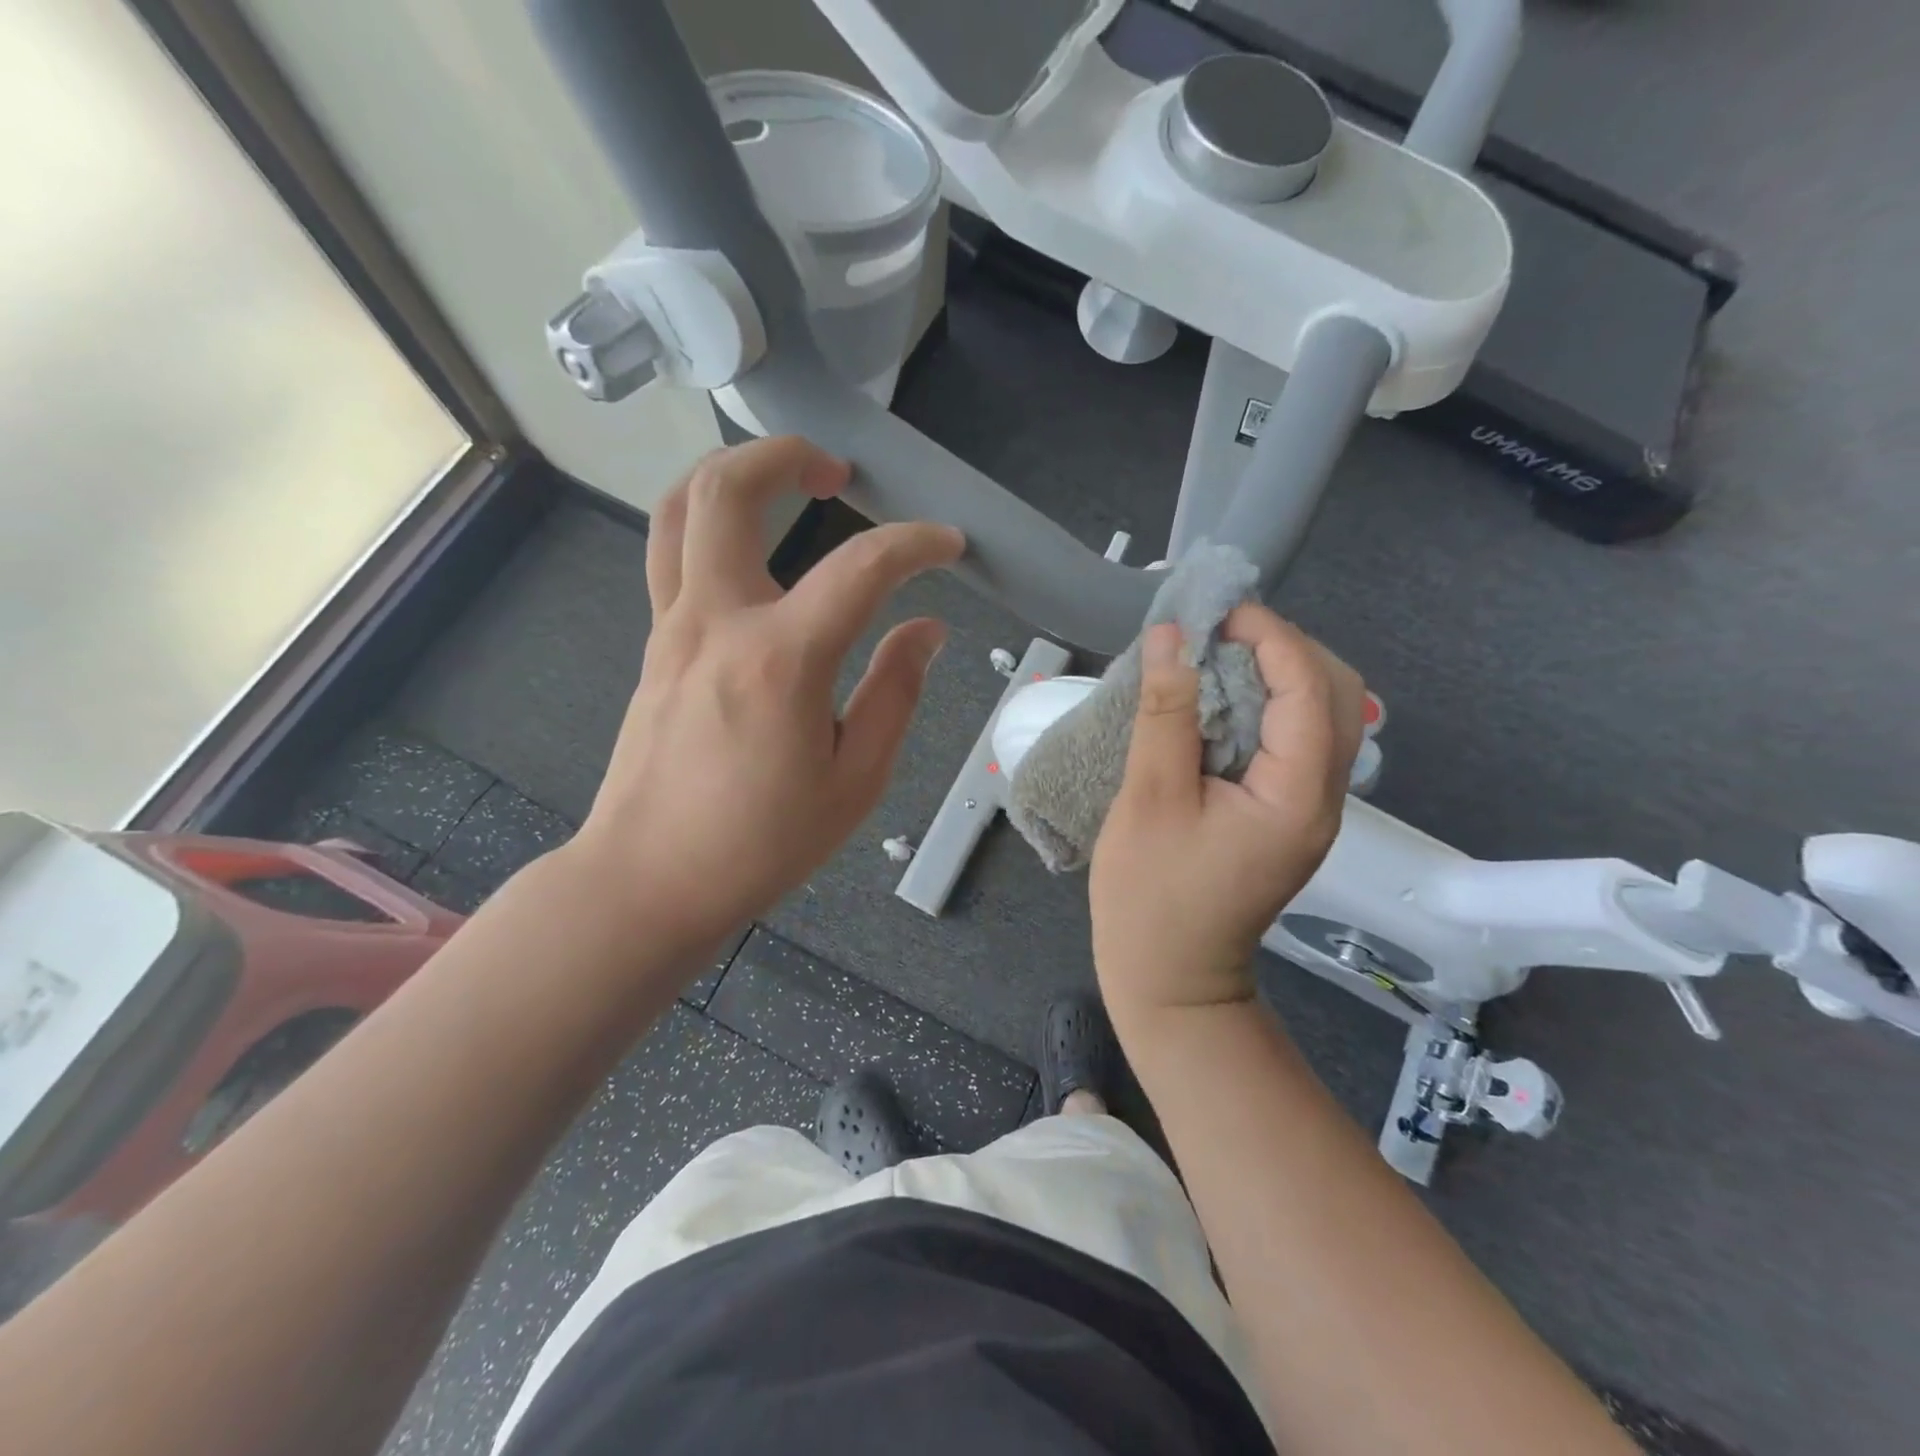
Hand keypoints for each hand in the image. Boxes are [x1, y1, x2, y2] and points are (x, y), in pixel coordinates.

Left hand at [568, 436, 962, 958]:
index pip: (860, 567)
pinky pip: (672, 553)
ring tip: (785, 484)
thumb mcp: (854, 782)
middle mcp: (717, 621)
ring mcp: (673, 627)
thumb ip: (895, 694)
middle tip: (838, 471)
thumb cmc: (760, 843)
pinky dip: (711, 523)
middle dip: (786, 455)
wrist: (649, 878)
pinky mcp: (656, 645)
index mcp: (780, 660)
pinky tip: (753, 551)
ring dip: (732, 473)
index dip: (915, 544)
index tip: (948, 545)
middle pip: (727, 490)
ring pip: (679, 508)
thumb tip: (926, 630)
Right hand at [1090, 606, 1364, 1018]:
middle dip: (1283, 648)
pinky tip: (1218, 703)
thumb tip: (1170, 636)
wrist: (1171, 977)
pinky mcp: (1288, 815)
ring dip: (1277, 674)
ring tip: (1214, 659)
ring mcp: (1310, 809)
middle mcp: (1322, 797)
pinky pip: (1296, 741)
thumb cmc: (1151, 895)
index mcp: (1297, 794)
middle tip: (1216, 634)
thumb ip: (1166, 712)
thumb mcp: (1149, 798)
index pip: (1309, 686)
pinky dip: (1266, 706)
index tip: (1213, 613)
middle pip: (1335, 694)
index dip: (1268, 636)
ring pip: (1322, 716)